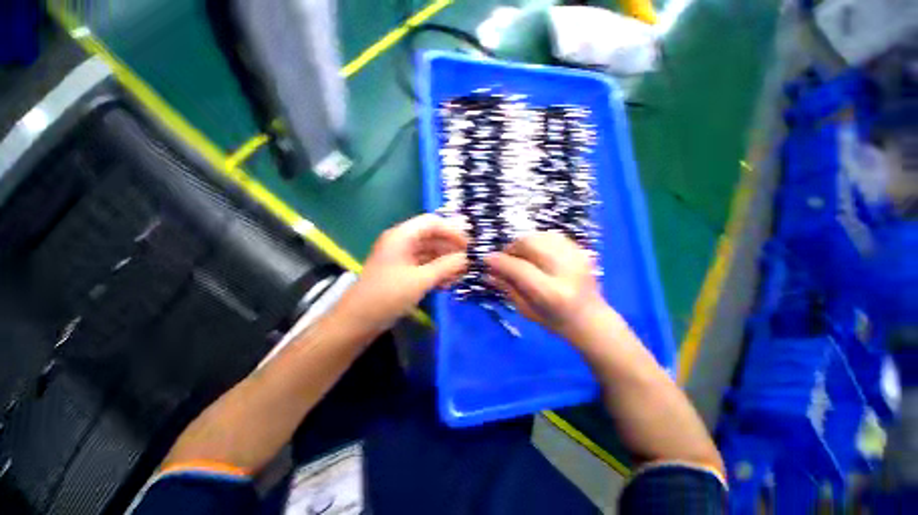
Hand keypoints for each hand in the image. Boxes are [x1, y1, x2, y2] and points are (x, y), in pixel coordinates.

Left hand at [336, 214, 467, 333]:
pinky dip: (437, 272)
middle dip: (451, 249)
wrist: (358, 320)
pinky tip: (447, 283)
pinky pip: (424, 265)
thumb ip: (446, 266)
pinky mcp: (402, 271)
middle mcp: (402, 242)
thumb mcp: (420, 280)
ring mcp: (402, 257)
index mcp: (402, 236)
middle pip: (432, 237)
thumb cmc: (388, 295)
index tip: (468, 245)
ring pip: (430, 252)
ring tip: (460, 275)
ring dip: (446, 262)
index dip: (452, 231)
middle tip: (468, 262)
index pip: (432, 223)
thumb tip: (467, 258)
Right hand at [485, 232, 611, 341]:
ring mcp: (577, 257)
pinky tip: (534, 252)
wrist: (592, 320)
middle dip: (511, 247)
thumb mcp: (526, 310)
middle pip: (531, 244)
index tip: (486, 259)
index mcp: (552, 293)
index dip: (500, 261)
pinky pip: (552, 235)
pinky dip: (537, 240)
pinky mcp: (581, 251)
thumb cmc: (556, 321)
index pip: (519, 268)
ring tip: (519, 256)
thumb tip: (488, 271)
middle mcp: (566, 271)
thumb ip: (507, 288)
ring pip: (540, 236)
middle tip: (505, 258)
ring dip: (523, 243)